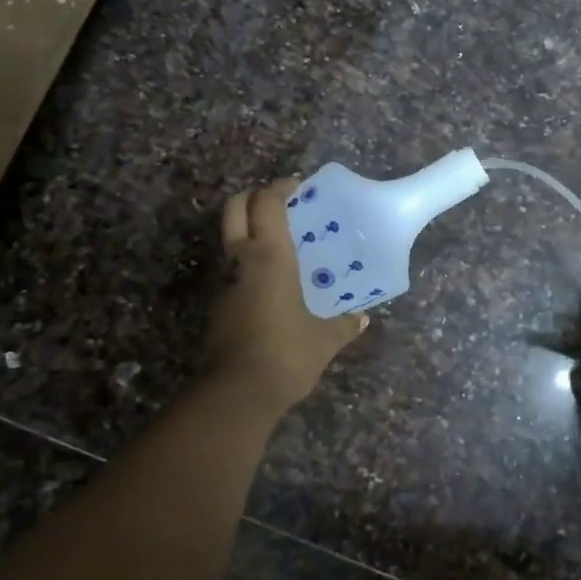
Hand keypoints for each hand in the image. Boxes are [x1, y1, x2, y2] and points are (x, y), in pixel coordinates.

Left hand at [205, 177, 365, 411]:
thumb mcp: (325, 339)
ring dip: (250, 233)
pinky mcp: (219, 308)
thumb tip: (361, 319)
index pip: (267, 204)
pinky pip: (234, 273)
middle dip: (253, 198)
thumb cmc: (287, 353)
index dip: (279, 187)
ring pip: (231, 242)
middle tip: (279, 203)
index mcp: (270, 257)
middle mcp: (242, 262)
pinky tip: (274, 285)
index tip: (297, 185)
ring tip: (282, 246)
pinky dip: (249, 266)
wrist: (236, 394)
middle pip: (235, 210)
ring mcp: (225, 285)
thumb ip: (343, 325)